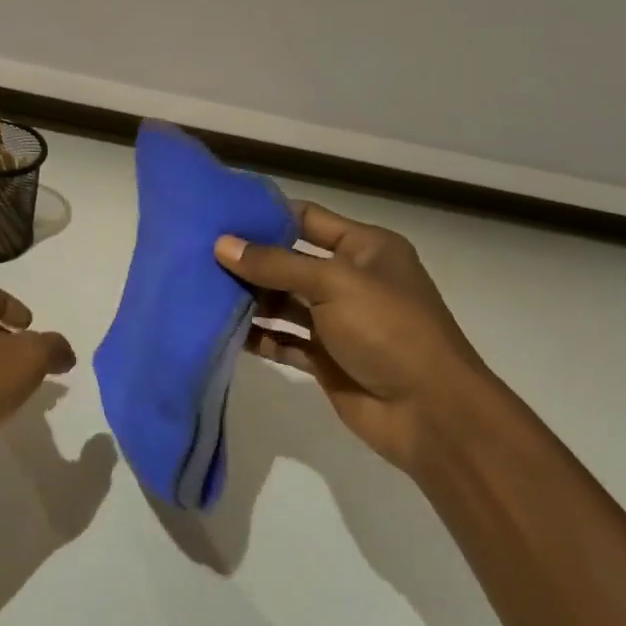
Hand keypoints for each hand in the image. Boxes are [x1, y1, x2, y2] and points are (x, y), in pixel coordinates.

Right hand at [214, 201, 491, 472]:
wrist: (429, 411)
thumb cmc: (388, 329)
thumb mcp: (334, 283)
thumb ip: (276, 264)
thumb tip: (222, 245)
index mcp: (365, 248)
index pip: (307, 219)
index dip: (266, 215)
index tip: (219, 214)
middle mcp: (350, 279)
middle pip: (290, 261)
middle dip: (249, 259)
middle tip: (197, 253)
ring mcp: (337, 321)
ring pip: (283, 302)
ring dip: (249, 298)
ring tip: (200, 289)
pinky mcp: (325, 358)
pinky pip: (283, 340)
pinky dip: (257, 336)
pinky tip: (220, 331)